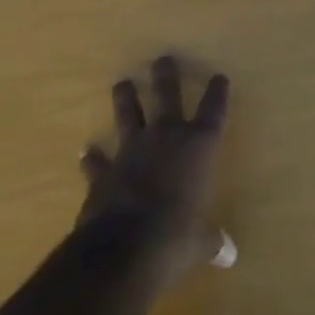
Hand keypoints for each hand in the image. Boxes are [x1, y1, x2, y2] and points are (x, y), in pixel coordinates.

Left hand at [78, 55, 229, 284]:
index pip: (213, 111)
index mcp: (198, 147)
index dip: (217, 93)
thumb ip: (211, 242)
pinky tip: (85, 150)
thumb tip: (229, 255)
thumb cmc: (175, 238)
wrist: (122, 250)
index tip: (219, 77)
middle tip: (163, 58)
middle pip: (167, 96)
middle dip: (166, 76)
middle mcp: (166, 138)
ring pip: (129, 115)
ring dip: (126, 99)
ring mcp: (131, 151)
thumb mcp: (200, 243)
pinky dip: (92, 157)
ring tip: (122, 83)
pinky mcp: (103, 173)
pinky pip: (97, 161)